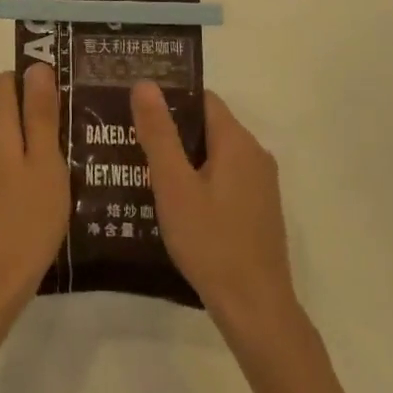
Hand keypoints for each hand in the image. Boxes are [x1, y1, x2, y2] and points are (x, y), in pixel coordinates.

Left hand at [0, 66, 69, 318]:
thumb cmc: (27, 218)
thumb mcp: (45, 162)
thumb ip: (40, 113)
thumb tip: (37, 66)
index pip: (8, 80)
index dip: (35, 81)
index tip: (67, 95)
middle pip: (8, 107)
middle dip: (40, 111)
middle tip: (79, 127)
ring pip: (9, 137)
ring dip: (36, 140)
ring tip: (74, 157)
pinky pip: (5, 161)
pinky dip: (26, 164)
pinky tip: (52, 186)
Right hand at [132, 82, 299, 336]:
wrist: (256, 309)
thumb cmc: (211, 242)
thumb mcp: (174, 185)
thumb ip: (159, 133)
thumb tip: (145, 83)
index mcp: (237, 141)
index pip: (202, 99)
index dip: (169, 98)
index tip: (136, 107)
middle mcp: (255, 154)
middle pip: (208, 126)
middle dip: (172, 130)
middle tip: (131, 139)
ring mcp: (261, 184)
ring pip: (215, 155)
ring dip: (184, 158)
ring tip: (143, 169)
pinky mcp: (259, 210)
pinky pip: (225, 179)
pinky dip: (200, 180)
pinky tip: (174, 203)